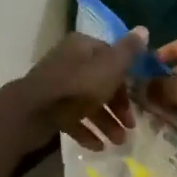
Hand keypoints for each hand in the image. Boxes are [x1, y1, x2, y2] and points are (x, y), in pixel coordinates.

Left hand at [13, 29, 145, 150]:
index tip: (138, 98)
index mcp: (83, 47)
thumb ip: (128, 51)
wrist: (33, 112)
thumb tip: (144, 29)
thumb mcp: (110, 67)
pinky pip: (72, 118)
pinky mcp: (49, 108)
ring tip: (117, 142)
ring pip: (88, 102)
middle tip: (130, 126)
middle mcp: (69, 62)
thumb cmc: (77, 86)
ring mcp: (57, 86)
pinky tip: (98, 147)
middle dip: (118, 106)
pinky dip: (86, 131)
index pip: (112, 57)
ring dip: (105, 122)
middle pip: (101, 82)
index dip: (127, 78)